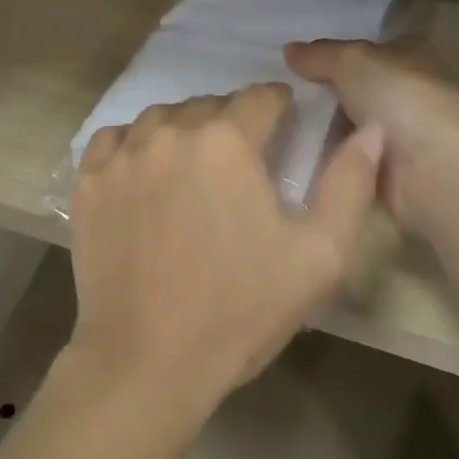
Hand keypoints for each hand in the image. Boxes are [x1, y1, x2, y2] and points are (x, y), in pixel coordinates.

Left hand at [65, 84, 381, 423]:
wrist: (146, 361)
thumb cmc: (240, 309)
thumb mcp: (318, 256)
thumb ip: (350, 185)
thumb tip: (369, 130)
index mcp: (227, 140)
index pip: (260, 97)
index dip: (278, 107)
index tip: (283, 125)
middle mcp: (172, 130)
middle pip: (210, 105)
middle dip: (232, 123)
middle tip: (240, 163)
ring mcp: (124, 152)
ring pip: (162, 117)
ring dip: (183, 131)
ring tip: (193, 168)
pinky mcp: (89, 179)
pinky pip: (114, 139)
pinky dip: (133, 145)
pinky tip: (144, 173)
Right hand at [284, 38, 458, 235]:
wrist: (436, 172)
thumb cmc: (401, 101)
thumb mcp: (352, 62)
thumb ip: (319, 55)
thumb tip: (288, 49)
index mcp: (410, 55)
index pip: (365, 48)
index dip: (333, 54)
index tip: (295, 64)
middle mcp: (408, 91)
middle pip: (354, 87)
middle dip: (322, 92)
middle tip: (279, 94)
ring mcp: (400, 134)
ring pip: (348, 123)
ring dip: (321, 127)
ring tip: (276, 123)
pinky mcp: (390, 171)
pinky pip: (349, 157)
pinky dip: (329, 158)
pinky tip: (294, 153)